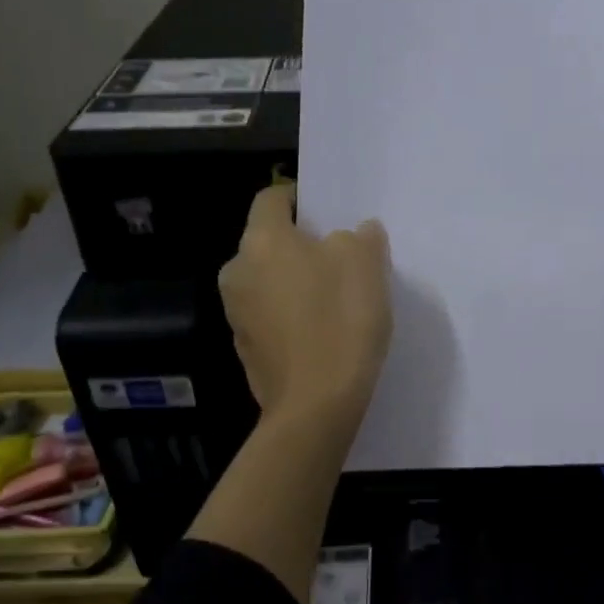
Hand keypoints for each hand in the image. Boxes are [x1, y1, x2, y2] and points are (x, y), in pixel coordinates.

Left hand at [218, 184, 391, 427]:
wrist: (316, 405)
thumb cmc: (340, 320)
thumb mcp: (366, 263)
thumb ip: (360, 237)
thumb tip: (355, 233)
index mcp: (262, 241)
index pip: (272, 199)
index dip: (299, 199)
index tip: (326, 212)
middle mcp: (237, 272)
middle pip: (268, 243)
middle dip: (300, 245)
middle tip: (339, 257)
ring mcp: (237, 314)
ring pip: (268, 281)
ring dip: (295, 281)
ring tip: (334, 296)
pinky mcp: (246, 349)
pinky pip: (269, 316)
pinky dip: (290, 315)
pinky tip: (321, 331)